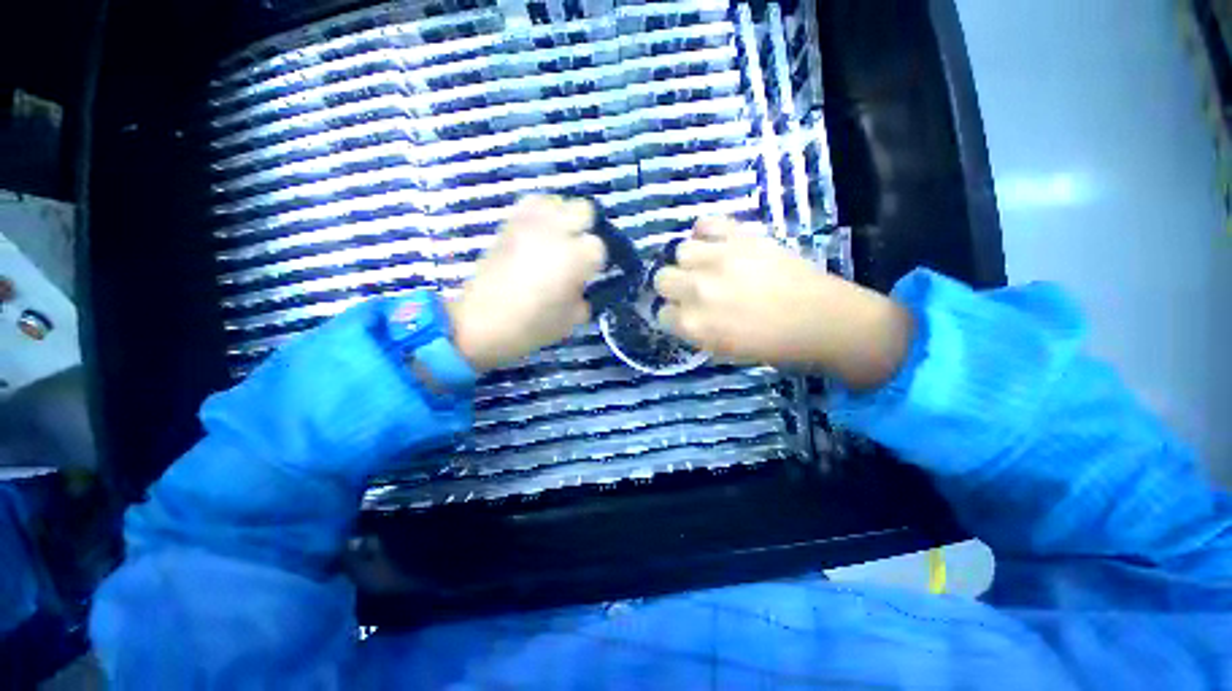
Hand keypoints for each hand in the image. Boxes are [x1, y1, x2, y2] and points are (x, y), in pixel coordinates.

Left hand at [448, 195, 606, 370]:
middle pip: (583, 210)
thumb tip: (580, 285)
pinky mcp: (508, 224)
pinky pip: (530, 203)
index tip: (588, 274)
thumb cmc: (531, 326)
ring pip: (557, 201)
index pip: (598, 246)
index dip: (595, 262)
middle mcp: (555, 233)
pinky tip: (537, 233)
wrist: (480, 323)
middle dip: (585, 229)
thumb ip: (583, 298)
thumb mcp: (570, 321)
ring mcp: (529, 224)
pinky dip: (539, 213)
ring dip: (562, 218)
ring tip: (556, 239)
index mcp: (574, 258)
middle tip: (576, 251)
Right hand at [654, 217, 913, 389]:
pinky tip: (716, 243)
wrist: (820, 319)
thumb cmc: (771, 344)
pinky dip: (706, 232)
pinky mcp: (740, 237)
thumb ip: (694, 332)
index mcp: (694, 325)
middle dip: (674, 287)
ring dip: (691, 261)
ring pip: (680, 250)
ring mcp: (717, 259)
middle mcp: (697, 290)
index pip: (661, 315)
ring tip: (709, 266)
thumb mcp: (723, 352)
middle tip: (694, 290)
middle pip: (662, 279)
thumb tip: (680, 315)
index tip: (685, 314)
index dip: (673, 315)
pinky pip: (705, 222)